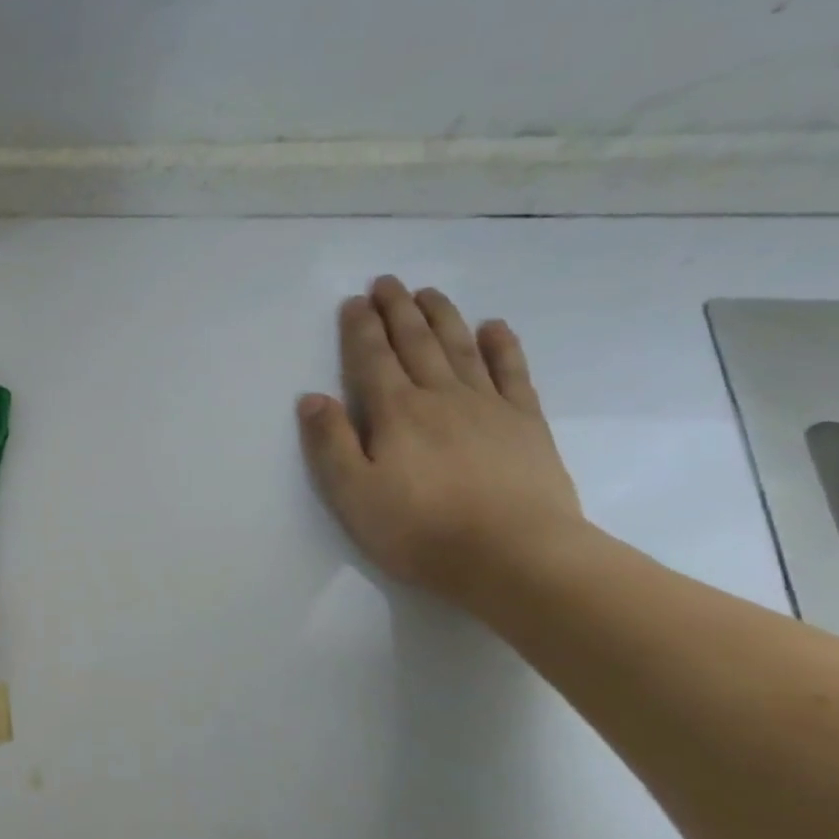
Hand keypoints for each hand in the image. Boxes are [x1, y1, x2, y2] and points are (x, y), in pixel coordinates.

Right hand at [297, 275, 584, 607]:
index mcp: (396, 412)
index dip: (361, 328)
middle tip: (388, 282)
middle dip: (398, 310)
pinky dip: (501, 347)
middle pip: (416, 343)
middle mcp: (440, 397)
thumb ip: (331, 443)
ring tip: (428, 292)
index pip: (372, 359)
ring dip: (442, 317)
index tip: (354, 301)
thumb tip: (312, 397)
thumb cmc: (421, 530)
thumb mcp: (354, 494)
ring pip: (460, 348)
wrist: (516, 556)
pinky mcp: (526, 424)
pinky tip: (494, 327)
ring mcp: (488, 406)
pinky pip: (512, 373)